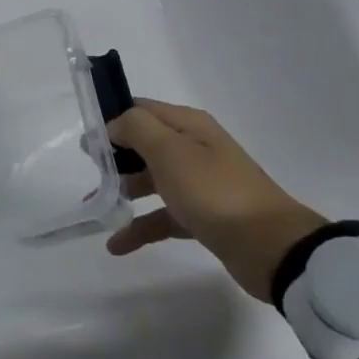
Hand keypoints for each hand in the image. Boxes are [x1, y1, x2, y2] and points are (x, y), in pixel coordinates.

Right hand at [107, 99, 326, 303]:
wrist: (271, 248)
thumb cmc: (215, 191)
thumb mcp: (170, 151)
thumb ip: (136, 128)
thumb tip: (114, 125)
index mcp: (188, 125)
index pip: (141, 110)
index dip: (112, 120)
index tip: (86, 141)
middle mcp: (193, 148)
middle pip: (144, 144)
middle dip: (114, 156)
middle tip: (89, 172)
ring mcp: (199, 184)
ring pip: (151, 180)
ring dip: (123, 190)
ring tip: (95, 206)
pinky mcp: (202, 217)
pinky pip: (162, 216)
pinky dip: (140, 226)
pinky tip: (117, 244)